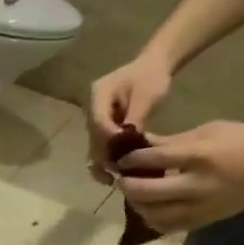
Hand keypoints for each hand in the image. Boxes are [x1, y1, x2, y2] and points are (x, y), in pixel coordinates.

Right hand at [88, 52, 174, 182]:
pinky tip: (115, 171)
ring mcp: (94, 119)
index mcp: (98, 94)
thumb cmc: (152, 76)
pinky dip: (107, 158)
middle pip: (93, 137)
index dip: (108, 139)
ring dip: (103, 162)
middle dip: (104, 156)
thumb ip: (135, 117)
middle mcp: (90, 109)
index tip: (123, 152)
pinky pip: (101, 145)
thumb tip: (127, 142)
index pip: (98, 122)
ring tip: (113, 178)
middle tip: (115, 174)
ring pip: (94, 145)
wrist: (153, 66)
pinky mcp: (101, 127)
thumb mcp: (148, 94)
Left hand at [116, 121, 243, 233]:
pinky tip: (148, 209)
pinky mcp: (201, 222)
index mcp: (201, 156)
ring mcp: (199, 208)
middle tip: (121, 179)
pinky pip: (166, 227)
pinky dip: (151, 219)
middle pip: (148, 192)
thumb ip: (173, 141)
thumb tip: (140, 145)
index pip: (155, 160)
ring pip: (153, 214)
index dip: (132, 160)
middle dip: (128, 186)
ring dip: (136, 205)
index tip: (121, 159)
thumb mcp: (211, 131)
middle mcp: (197, 185)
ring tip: (132, 194)